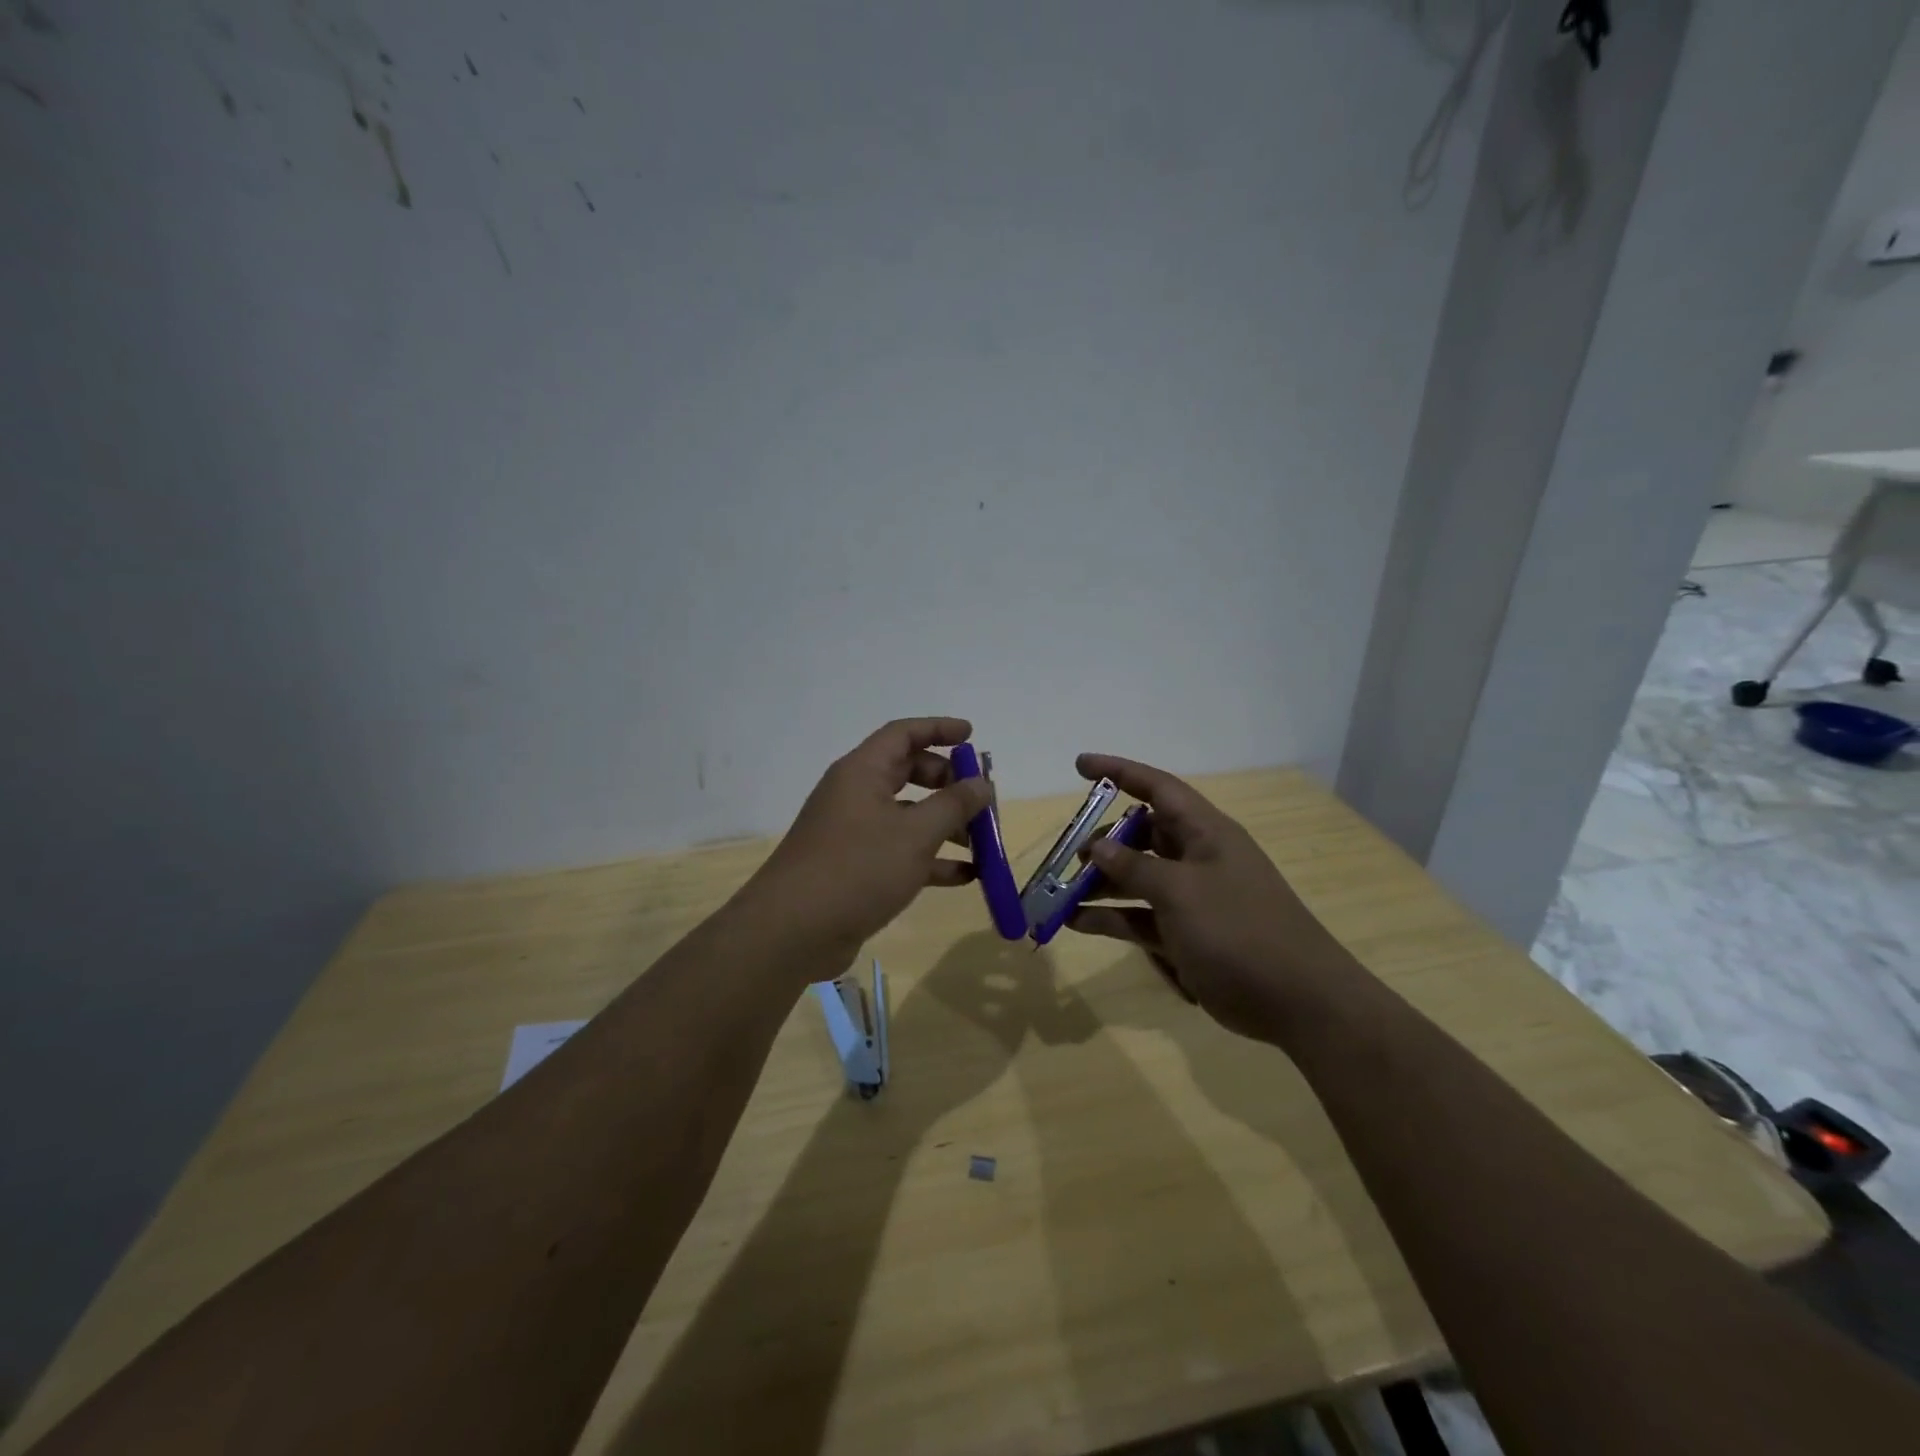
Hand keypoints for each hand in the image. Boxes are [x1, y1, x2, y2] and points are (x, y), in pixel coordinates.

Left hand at [742, 718, 991, 955]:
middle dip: (947, 783)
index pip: (903, 734)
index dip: (938, 729)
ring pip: (907, 816)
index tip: (972, 735)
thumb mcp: (915, 834)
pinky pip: (900, 852)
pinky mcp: (855, 868)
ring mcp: (854, 833)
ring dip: (945, 825)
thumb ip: (953, 805)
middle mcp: (855, 795)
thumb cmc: (857, 868)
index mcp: (862, 772)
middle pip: (907, 773)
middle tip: (979, 799)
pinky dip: (931, 860)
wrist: (793, 931)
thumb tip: (982, 783)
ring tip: (983, 844)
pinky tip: (966, 876)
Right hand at [1067, 754, 1353, 1042]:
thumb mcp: (1181, 892)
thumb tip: (1098, 847)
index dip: (1119, 772)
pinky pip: (1139, 917)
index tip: (1080, 765)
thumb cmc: (1239, 930)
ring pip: (1136, 879)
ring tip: (1061, 892)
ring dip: (1100, 884)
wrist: (1297, 1001)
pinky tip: (1076, 923)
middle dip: (1103, 841)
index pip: (1157, 788)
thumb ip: (1135, 867)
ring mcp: (1191, 900)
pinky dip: (1110, 918)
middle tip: (1070, 857)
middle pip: (1141, 836)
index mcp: (1205, 833)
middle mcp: (1196, 859)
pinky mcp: (1185, 936)